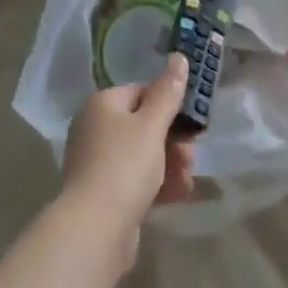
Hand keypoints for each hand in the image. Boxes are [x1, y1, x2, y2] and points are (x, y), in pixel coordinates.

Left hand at [60, 53, 197, 265]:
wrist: (95, 230)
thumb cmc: (125, 165)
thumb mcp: (152, 124)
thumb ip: (168, 92)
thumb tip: (179, 57)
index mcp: (102, 104)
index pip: (141, 92)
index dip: (168, 105)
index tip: (191, 121)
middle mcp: (95, 129)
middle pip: (143, 126)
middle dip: (173, 140)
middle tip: (192, 154)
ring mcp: (97, 163)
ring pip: (142, 155)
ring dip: (170, 164)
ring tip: (188, 179)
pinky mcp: (103, 194)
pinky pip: (135, 181)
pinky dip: (157, 184)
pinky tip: (179, 194)